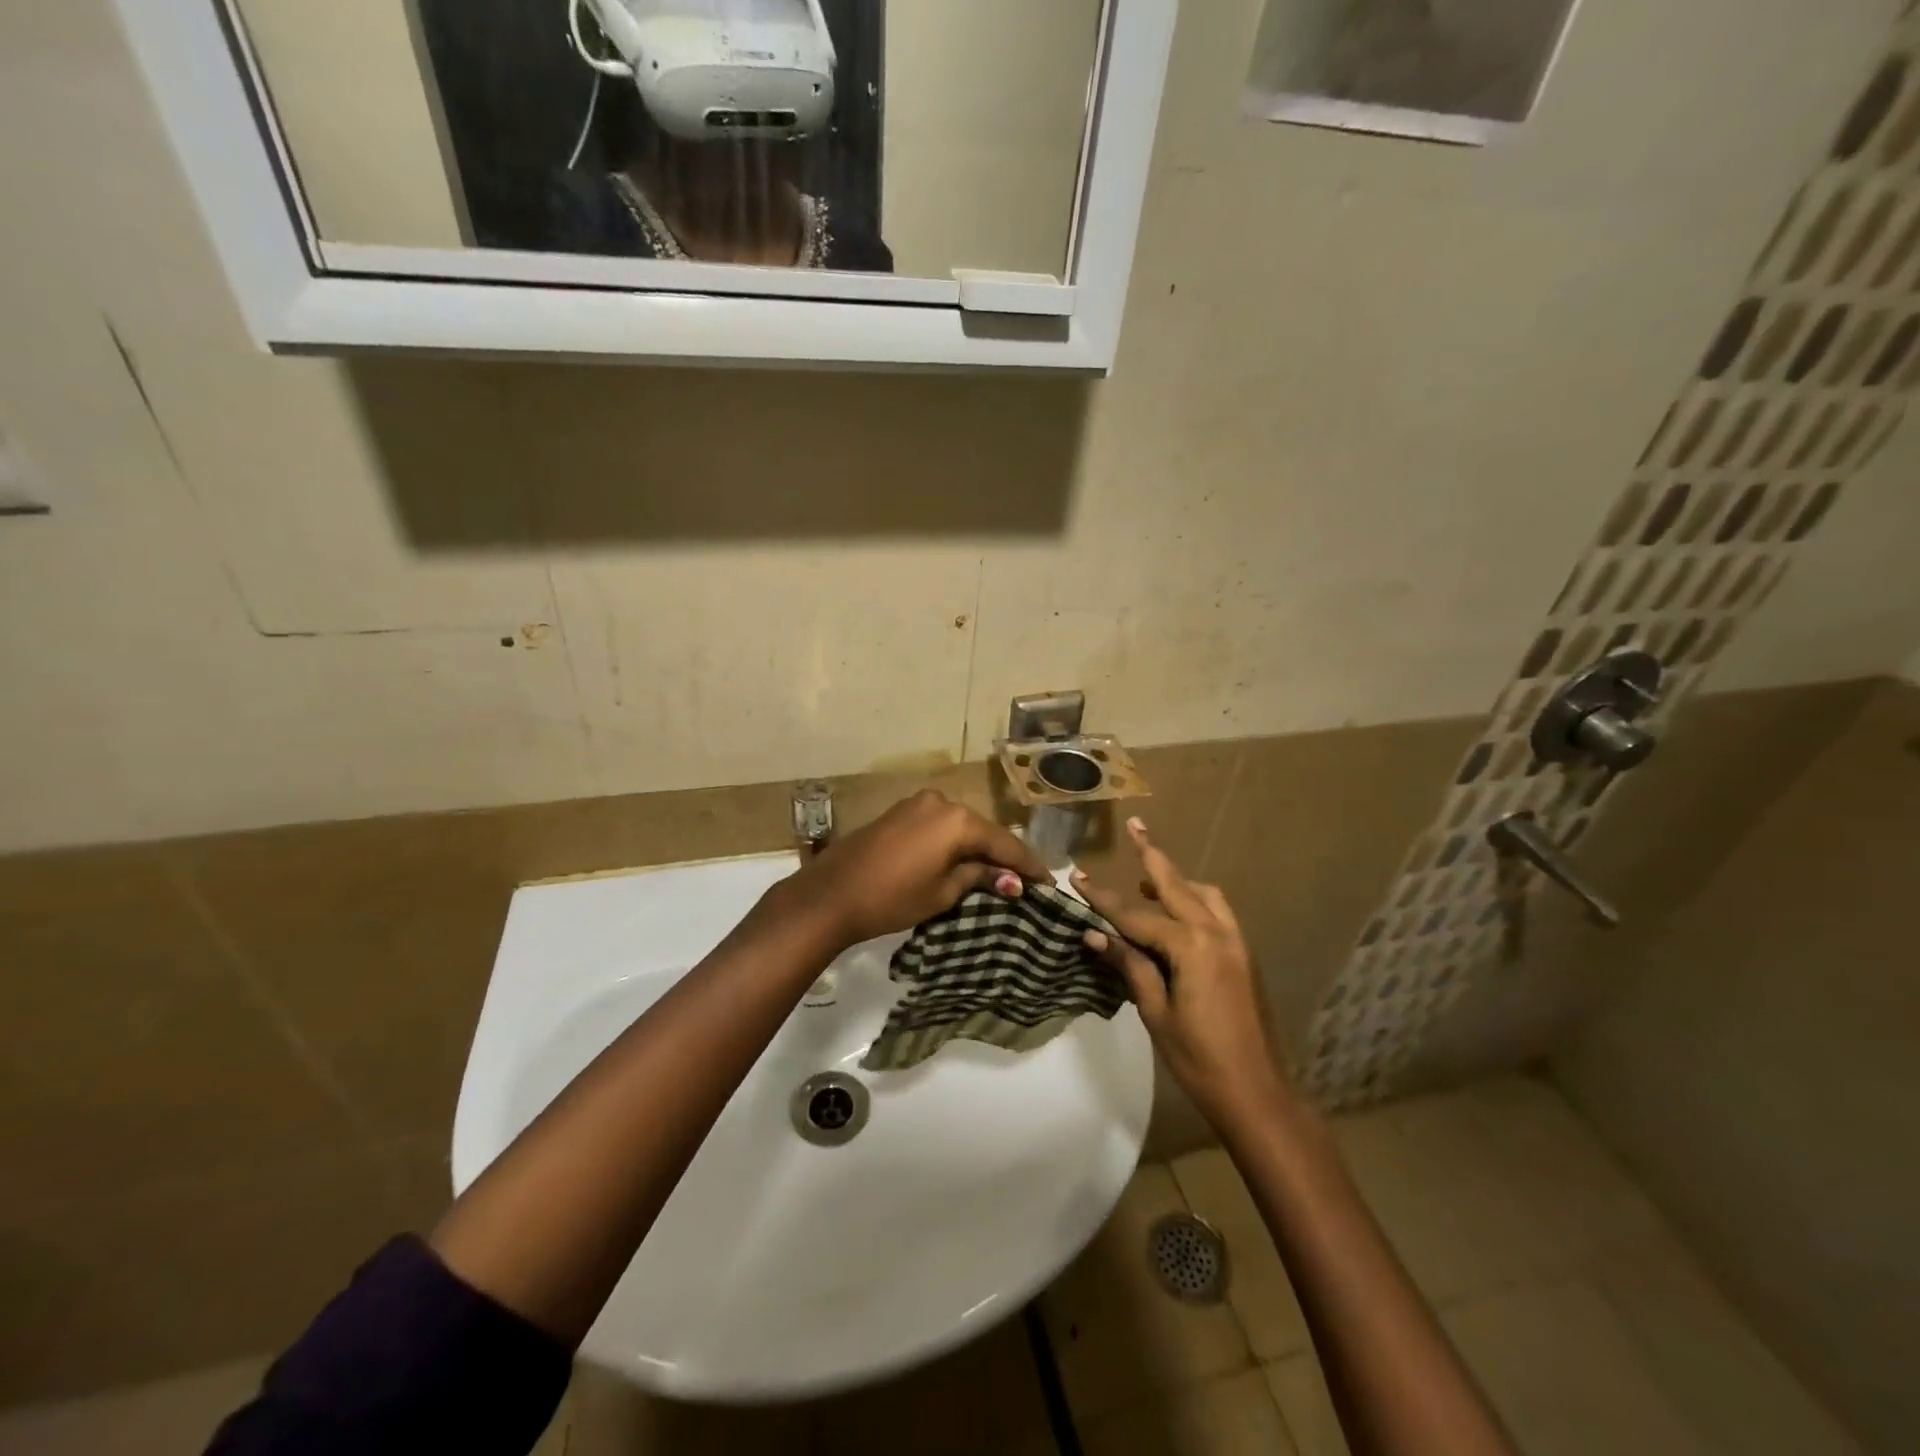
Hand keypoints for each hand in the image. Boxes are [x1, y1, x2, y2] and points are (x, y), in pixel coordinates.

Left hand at [787, 789, 1048, 948]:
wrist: (830, 894)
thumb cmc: (892, 897)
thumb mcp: (942, 892)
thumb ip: (979, 878)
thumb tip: (1012, 881)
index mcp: (957, 820)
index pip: (1004, 843)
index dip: (1028, 865)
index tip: (1049, 883)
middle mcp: (941, 802)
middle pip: (983, 831)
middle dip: (1003, 856)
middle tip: (1026, 881)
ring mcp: (917, 804)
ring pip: (960, 827)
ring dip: (978, 848)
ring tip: (998, 874)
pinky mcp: (899, 813)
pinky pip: (939, 826)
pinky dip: (954, 843)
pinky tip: (964, 860)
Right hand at [1073, 818, 1287, 1128]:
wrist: (1258, 1094)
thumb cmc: (1199, 1059)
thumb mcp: (1156, 1012)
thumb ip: (1129, 966)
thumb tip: (1094, 934)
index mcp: (1192, 946)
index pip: (1136, 916)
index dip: (1102, 899)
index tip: (1076, 877)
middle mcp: (1217, 932)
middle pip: (1176, 885)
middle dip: (1152, 856)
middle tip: (1136, 825)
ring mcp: (1236, 942)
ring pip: (1204, 895)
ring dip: (1176, 881)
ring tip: (1147, 882)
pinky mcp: (1244, 955)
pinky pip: (1217, 912)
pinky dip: (1195, 901)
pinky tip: (1177, 915)